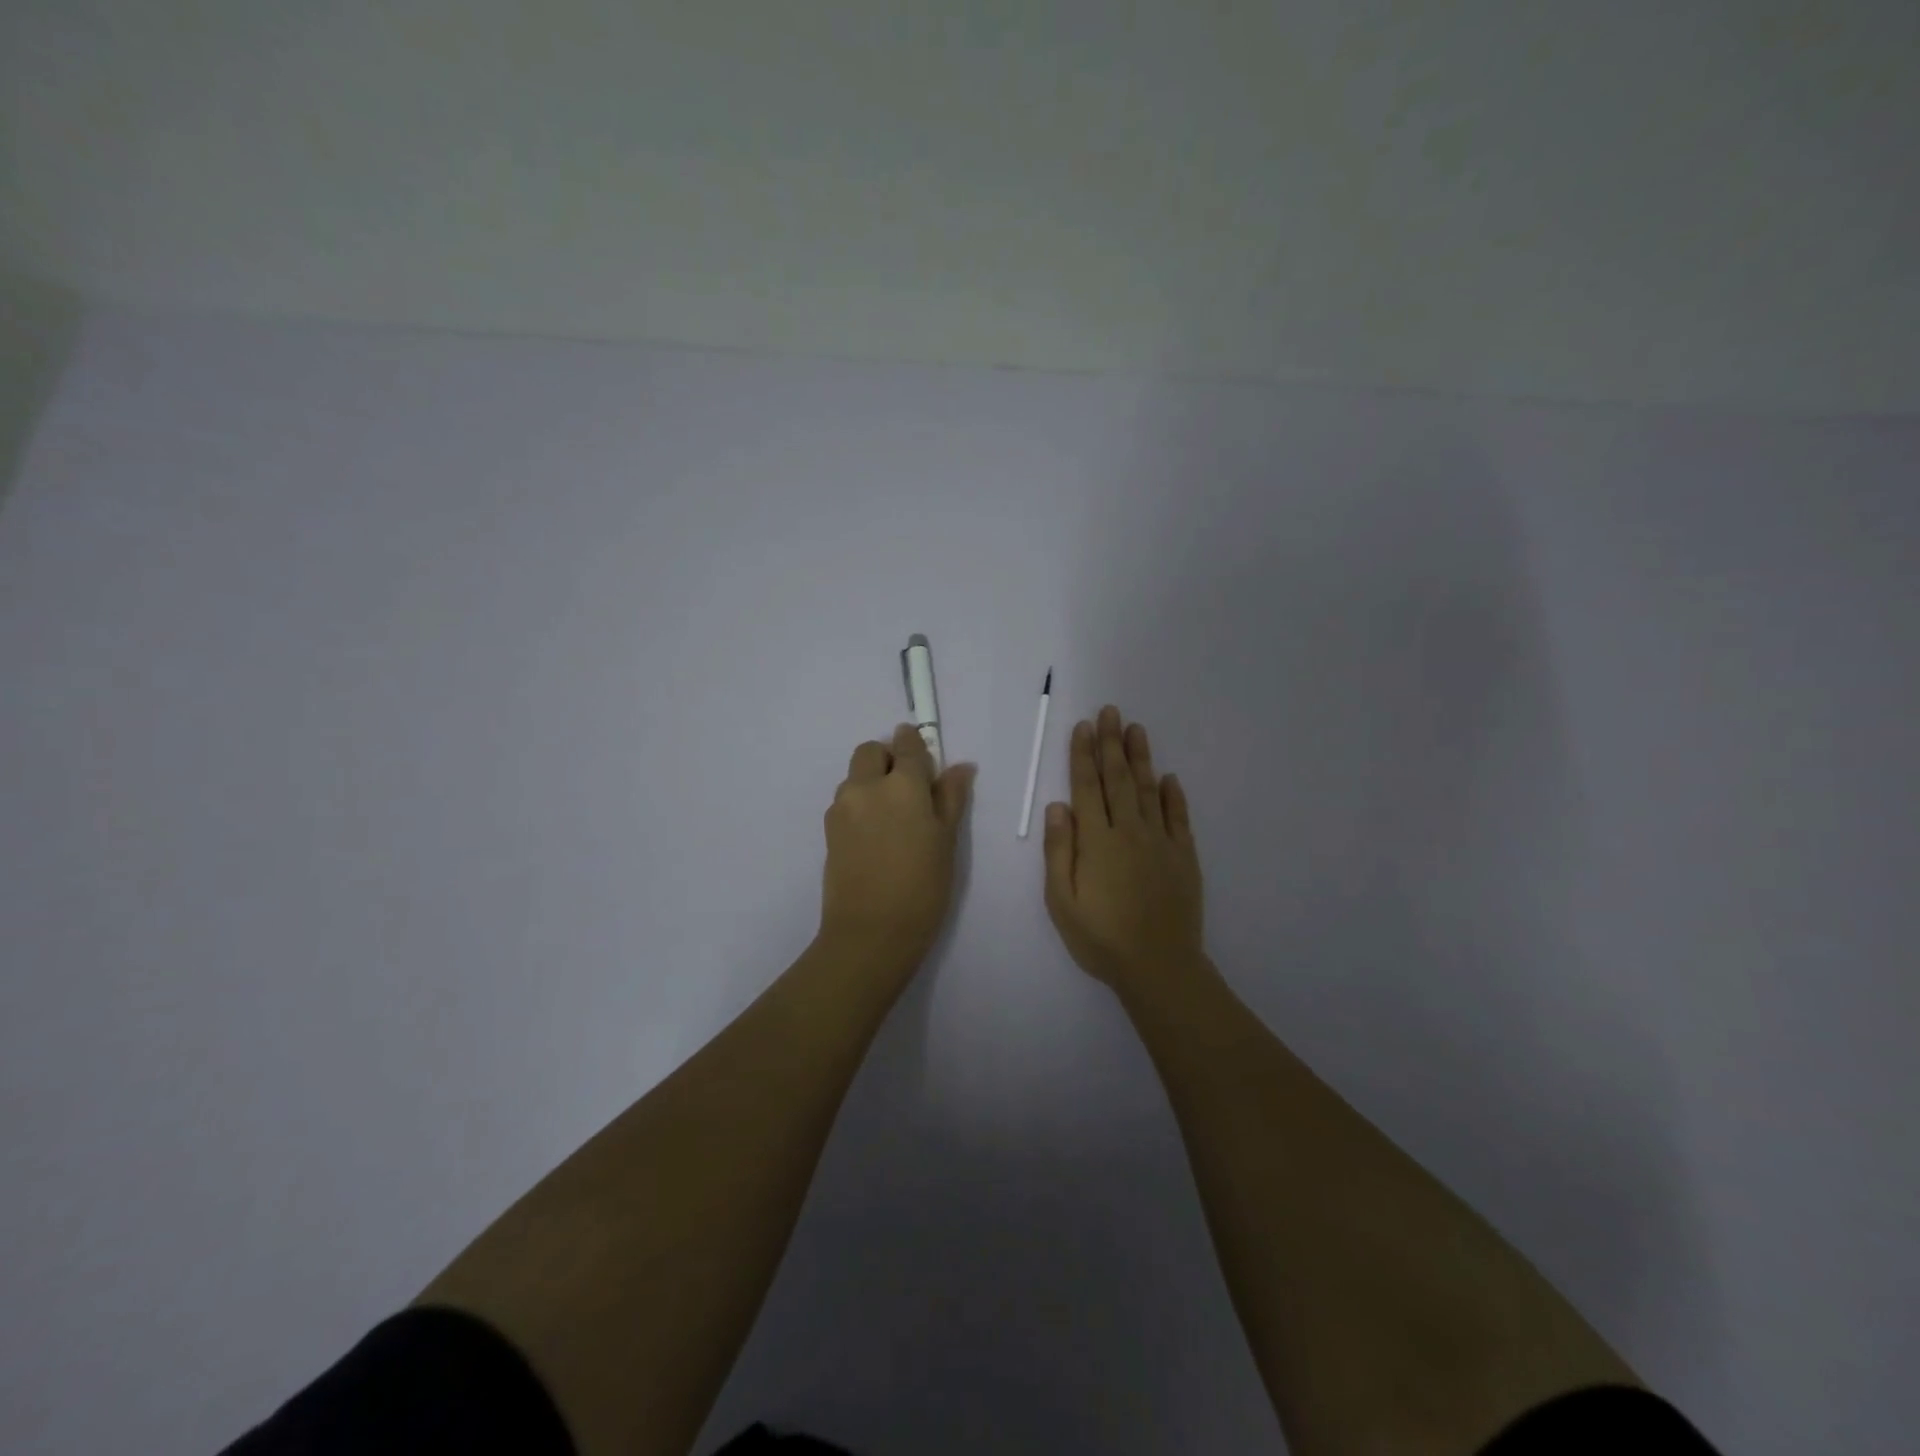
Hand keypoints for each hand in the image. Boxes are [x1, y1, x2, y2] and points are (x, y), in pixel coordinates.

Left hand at [819, 723, 975, 976]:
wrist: (871, 932)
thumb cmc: (922, 887)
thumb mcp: (947, 841)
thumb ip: (951, 797)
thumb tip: (960, 767)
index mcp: (902, 785)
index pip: (908, 745)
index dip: (916, 744)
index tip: (924, 755)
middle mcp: (866, 786)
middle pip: (871, 752)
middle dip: (888, 758)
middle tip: (909, 790)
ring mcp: (842, 807)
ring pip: (855, 776)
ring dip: (871, 782)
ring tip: (892, 819)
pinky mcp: (828, 829)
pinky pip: (845, 801)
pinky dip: (860, 805)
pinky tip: (875, 837)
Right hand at [1043, 705, 1206, 997]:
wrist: (1159, 966)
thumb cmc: (1100, 938)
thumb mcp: (1062, 901)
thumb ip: (1059, 851)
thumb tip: (1057, 806)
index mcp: (1096, 841)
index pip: (1087, 787)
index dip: (1083, 755)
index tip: (1084, 726)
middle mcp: (1129, 831)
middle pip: (1119, 779)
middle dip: (1112, 743)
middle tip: (1111, 711)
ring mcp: (1160, 842)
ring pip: (1149, 790)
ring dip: (1141, 758)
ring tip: (1136, 729)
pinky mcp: (1184, 857)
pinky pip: (1179, 818)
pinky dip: (1173, 795)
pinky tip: (1169, 778)